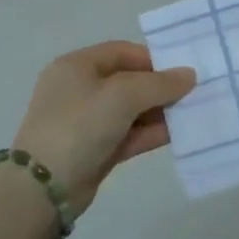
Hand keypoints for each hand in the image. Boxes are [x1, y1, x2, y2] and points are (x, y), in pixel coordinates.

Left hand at [12, 42, 196, 211]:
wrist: (44, 186)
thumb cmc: (80, 125)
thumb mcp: (122, 96)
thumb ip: (159, 84)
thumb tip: (189, 75)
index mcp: (76, 66)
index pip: (121, 52)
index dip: (153, 59)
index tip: (183, 71)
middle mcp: (79, 89)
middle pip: (128, 80)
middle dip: (160, 87)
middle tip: (194, 93)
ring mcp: (86, 121)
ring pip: (131, 110)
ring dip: (160, 112)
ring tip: (193, 114)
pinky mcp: (95, 149)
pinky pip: (129, 134)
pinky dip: (151, 133)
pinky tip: (179, 134)